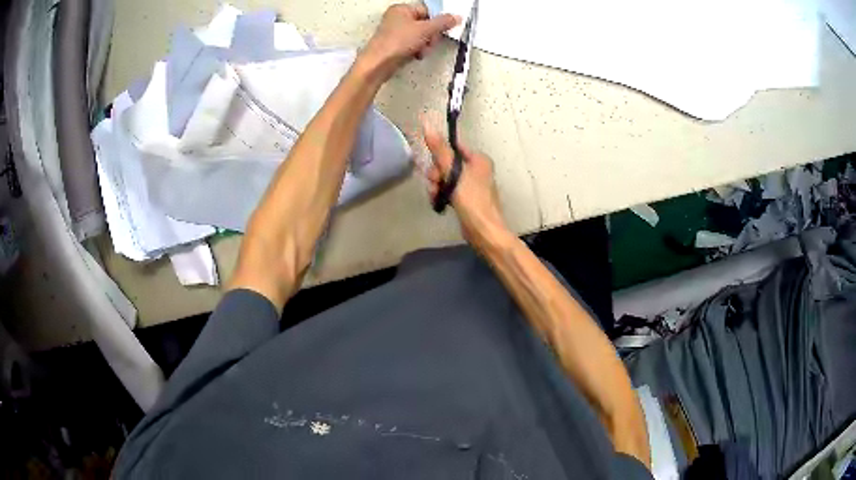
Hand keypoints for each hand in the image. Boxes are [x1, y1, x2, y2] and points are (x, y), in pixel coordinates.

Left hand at [358, 4, 459, 81]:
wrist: (378, 64)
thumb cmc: (397, 42)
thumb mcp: (425, 30)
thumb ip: (443, 23)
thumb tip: (456, 17)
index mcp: (402, 9)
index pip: (427, 10)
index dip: (437, 20)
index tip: (444, 29)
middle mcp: (397, 18)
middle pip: (425, 24)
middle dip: (431, 35)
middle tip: (430, 41)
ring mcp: (396, 32)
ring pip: (421, 36)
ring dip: (426, 44)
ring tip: (421, 50)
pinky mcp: (395, 45)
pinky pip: (413, 45)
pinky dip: (417, 50)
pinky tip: (416, 55)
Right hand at [420, 115, 509, 251]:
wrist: (483, 230)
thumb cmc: (472, 199)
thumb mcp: (454, 172)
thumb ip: (440, 150)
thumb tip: (427, 124)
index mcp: (479, 159)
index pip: (453, 147)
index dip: (440, 156)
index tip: (434, 168)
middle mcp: (477, 169)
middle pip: (447, 163)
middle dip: (437, 174)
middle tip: (436, 184)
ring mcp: (471, 184)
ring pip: (446, 178)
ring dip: (437, 186)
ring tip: (436, 196)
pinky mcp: (466, 198)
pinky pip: (449, 190)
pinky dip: (441, 194)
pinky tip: (438, 202)